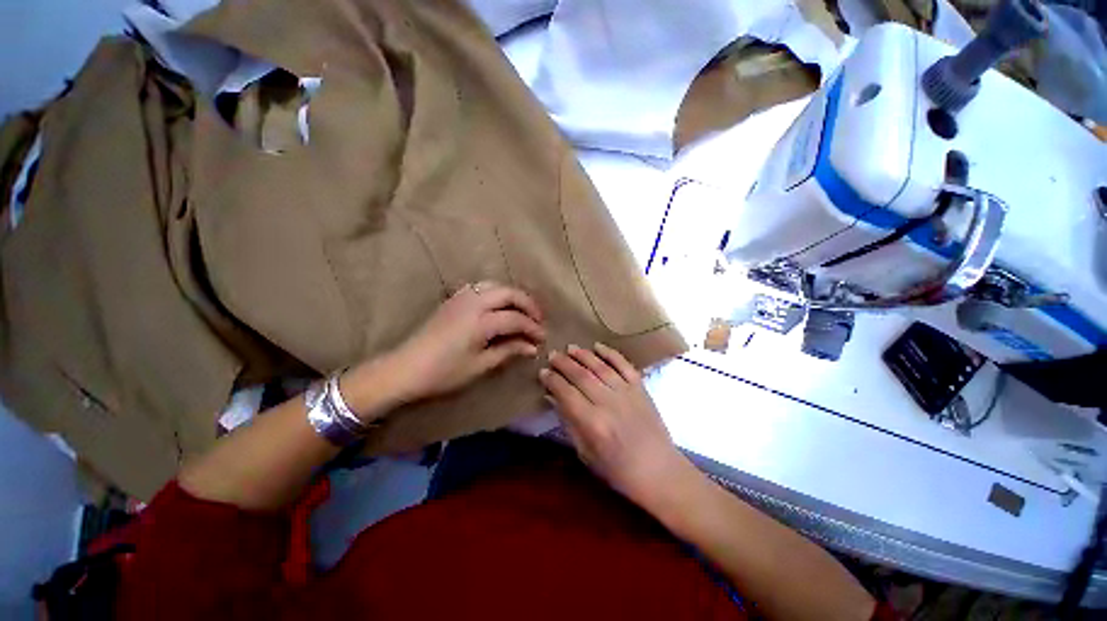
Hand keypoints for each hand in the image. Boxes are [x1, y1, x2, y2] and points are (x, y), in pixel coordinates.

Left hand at [379, 281, 544, 405]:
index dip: (532, 328)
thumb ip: (508, 351)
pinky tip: (499, 307)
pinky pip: (482, 288)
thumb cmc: (443, 372)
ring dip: (513, 296)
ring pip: (495, 286)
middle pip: (509, 293)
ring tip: (522, 312)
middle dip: (528, 304)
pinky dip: (496, 293)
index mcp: (480, 321)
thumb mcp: (480, 365)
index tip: (542, 339)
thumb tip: (532, 347)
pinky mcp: (454, 299)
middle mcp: (473, 302)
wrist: (405, 368)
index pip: (515, 319)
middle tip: (538, 320)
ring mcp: (462, 297)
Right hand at [539, 343, 687, 506]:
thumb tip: (552, 397)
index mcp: (593, 423)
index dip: (552, 380)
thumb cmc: (618, 470)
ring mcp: (627, 393)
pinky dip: (610, 353)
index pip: (566, 393)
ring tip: (570, 347)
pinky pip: (624, 365)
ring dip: (583, 355)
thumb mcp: (586, 453)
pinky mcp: (641, 388)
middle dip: (564, 363)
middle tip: (552, 355)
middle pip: (581, 376)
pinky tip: (598, 346)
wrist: (659, 472)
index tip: (543, 372)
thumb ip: (568, 422)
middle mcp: (609, 403)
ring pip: (600, 366)